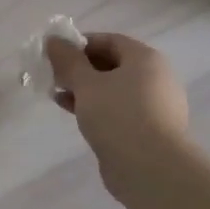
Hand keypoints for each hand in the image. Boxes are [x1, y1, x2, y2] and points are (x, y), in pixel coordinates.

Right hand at [45, 32, 192, 195]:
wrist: (151, 168)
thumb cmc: (118, 115)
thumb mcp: (86, 83)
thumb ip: (67, 60)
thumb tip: (53, 40)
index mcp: (146, 59)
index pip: (110, 40)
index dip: (80, 44)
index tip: (55, 55)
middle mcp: (155, 78)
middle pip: (112, 64)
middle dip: (79, 69)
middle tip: (54, 76)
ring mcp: (154, 106)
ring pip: (113, 89)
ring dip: (84, 90)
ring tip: (57, 96)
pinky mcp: (148, 129)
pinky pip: (118, 109)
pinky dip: (96, 107)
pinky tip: (73, 114)